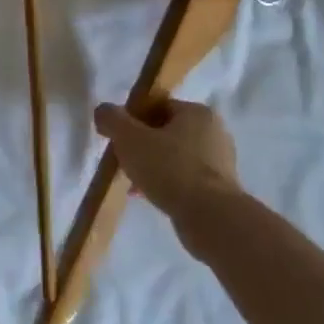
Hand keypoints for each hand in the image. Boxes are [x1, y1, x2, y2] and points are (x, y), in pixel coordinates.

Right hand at [93, 99, 241, 234]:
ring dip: (152, 167)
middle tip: (123, 159)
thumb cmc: (169, 168)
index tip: (118, 137)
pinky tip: (148, 196)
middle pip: (166, 132)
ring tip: (132, 182)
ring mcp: (220, 163)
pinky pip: (184, 179)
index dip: (133, 119)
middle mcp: (214, 133)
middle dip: (141, 146)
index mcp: (198, 113)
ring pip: (174, 158)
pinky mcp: (220, 189)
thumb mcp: (130, 138)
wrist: (210, 217)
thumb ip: (112, 119)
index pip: (159, 106)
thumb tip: (103, 111)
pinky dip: (166, 184)